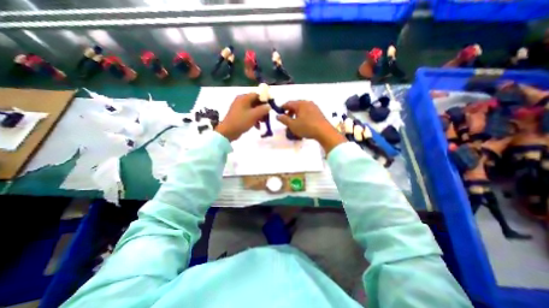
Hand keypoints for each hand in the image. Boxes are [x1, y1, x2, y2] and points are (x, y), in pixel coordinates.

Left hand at [214, 93, 269, 141]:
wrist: (228, 132)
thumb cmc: (241, 121)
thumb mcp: (254, 115)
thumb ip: (263, 109)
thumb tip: (269, 106)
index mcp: (244, 98)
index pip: (257, 94)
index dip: (265, 99)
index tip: (270, 106)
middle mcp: (241, 101)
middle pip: (255, 102)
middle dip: (263, 109)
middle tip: (267, 116)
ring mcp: (240, 108)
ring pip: (253, 109)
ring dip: (259, 115)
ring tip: (263, 122)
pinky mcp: (239, 115)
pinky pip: (249, 114)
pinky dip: (254, 119)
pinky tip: (257, 126)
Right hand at [276, 101, 343, 153]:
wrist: (324, 132)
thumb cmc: (306, 127)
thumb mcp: (293, 125)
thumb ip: (284, 119)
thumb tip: (278, 116)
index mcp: (300, 104)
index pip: (288, 103)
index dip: (282, 108)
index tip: (279, 113)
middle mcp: (307, 103)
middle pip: (295, 105)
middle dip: (290, 112)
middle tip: (287, 119)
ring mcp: (314, 107)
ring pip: (302, 109)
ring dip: (296, 114)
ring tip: (294, 122)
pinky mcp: (318, 112)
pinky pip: (307, 111)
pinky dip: (303, 115)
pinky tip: (303, 123)